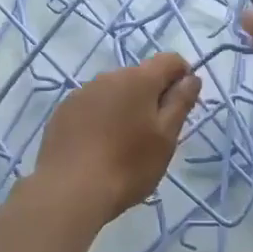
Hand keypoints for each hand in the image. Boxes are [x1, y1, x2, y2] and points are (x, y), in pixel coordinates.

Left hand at [33, 52, 201, 223]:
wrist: (70, 191)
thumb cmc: (128, 165)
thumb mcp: (166, 137)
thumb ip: (180, 102)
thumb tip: (191, 77)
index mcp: (138, 79)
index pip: (170, 61)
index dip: (183, 77)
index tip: (183, 106)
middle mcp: (107, 77)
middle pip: (140, 76)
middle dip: (152, 96)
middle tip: (154, 133)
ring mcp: (81, 93)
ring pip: (113, 91)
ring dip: (125, 107)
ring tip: (124, 143)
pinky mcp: (62, 112)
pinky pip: (91, 106)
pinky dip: (101, 118)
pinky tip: (98, 147)